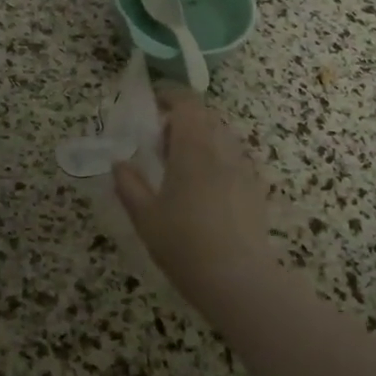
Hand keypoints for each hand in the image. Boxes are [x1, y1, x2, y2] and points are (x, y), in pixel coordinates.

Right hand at [113, 87, 273, 292]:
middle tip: (161, 145)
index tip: (154, 104)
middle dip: (183, 121)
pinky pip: (235, 159)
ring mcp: (244, 168)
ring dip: (202, 140)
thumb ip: (129, 185)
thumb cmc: (184, 244)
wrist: (238, 279)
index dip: (171, 96)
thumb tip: (119, 164)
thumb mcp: (145, 217)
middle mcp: (222, 149)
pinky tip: (207, 190)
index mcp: (193, 148)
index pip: (187, 103)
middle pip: (206, 117)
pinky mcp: (256, 188)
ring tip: (183, 168)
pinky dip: (218, 160)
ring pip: (222, 137)